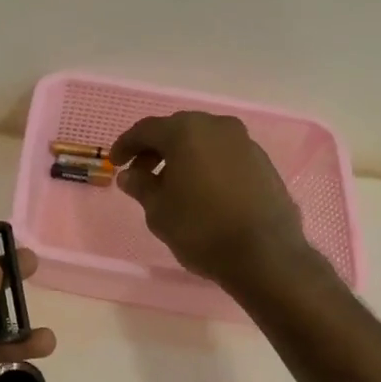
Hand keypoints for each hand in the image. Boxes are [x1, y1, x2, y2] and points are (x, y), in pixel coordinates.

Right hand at [109, 113, 316, 291]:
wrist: (265, 254)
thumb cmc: (201, 228)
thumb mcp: (158, 211)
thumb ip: (141, 186)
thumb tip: (130, 175)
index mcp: (186, 132)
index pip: (146, 130)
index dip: (126, 145)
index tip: (115, 163)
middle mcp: (217, 126)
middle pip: (177, 130)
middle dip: (155, 149)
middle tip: (140, 174)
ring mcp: (244, 142)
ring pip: (203, 141)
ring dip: (182, 157)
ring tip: (171, 185)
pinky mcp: (263, 162)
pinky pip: (224, 155)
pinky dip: (206, 165)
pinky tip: (201, 191)